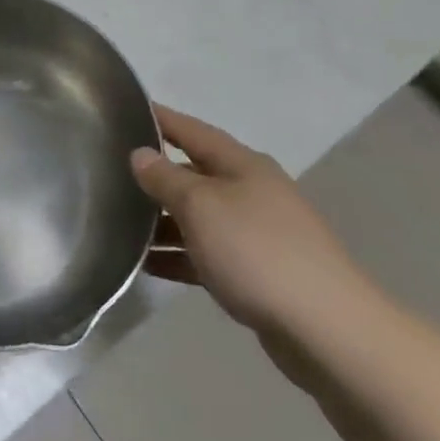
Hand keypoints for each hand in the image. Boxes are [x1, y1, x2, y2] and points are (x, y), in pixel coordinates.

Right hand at [132, 106, 373, 339]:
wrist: (327, 330)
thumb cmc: (257, 251)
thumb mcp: (200, 206)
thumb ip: (166, 178)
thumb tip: (141, 154)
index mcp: (242, 165)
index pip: (192, 130)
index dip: (160, 119)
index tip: (126, 110)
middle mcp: (252, 191)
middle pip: (195, 173)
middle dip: (157, 174)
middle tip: (113, 172)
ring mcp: (257, 234)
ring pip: (200, 217)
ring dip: (163, 220)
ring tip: (120, 224)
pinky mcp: (258, 274)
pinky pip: (208, 255)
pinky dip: (179, 256)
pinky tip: (148, 265)